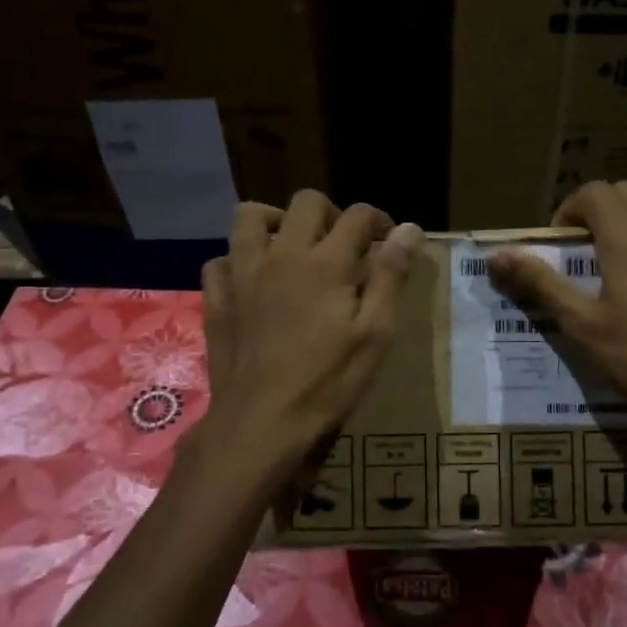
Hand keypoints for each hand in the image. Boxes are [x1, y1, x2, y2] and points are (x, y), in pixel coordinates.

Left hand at [201, 190, 422, 478]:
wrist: (261, 423)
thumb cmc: (328, 382)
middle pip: (306, 203)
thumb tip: (410, 229)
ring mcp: (242, 274)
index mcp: (326, 262)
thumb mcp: (375, 334)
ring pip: (250, 218)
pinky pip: (221, 260)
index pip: (358, 216)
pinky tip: (253, 282)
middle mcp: (281, 254)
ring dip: (276, 222)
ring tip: (293, 248)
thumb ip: (391, 276)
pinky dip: (239, 261)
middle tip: (344, 247)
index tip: (388, 242)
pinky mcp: (217, 299)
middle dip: (332, 214)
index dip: (380, 222)